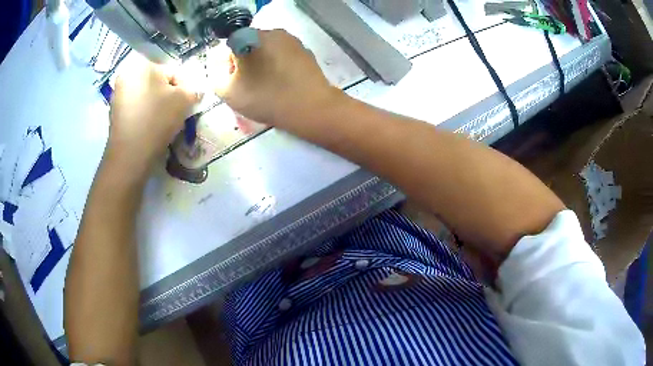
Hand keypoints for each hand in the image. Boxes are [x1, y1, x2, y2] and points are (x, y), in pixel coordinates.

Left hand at [107, 57, 199, 172]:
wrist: (130, 156)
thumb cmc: (157, 120)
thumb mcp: (184, 100)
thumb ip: (193, 90)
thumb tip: (195, 91)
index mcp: (143, 66)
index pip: (173, 72)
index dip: (184, 88)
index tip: (189, 105)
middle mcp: (127, 75)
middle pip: (157, 83)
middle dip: (169, 96)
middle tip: (177, 113)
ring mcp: (117, 95)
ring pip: (147, 95)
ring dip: (157, 105)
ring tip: (164, 122)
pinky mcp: (114, 112)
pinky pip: (137, 107)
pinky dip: (145, 113)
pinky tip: (151, 127)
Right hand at [214, 29, 342, 125]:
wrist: (310, 107)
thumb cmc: (265, 98)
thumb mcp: (229, 93)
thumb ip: (217, 78)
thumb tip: (224, 69)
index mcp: (249, 37)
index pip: (231, 45)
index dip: (230, 63)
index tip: (236, 80)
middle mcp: (271, 32)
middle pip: (250, 44)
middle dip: (247, 62)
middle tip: (251, 85)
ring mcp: (291, 39)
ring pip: (268, 49)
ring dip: (264, 63)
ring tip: (269, 85)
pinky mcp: (305, 50)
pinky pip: (285, 55)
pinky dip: (280, 65)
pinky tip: (284, 82)